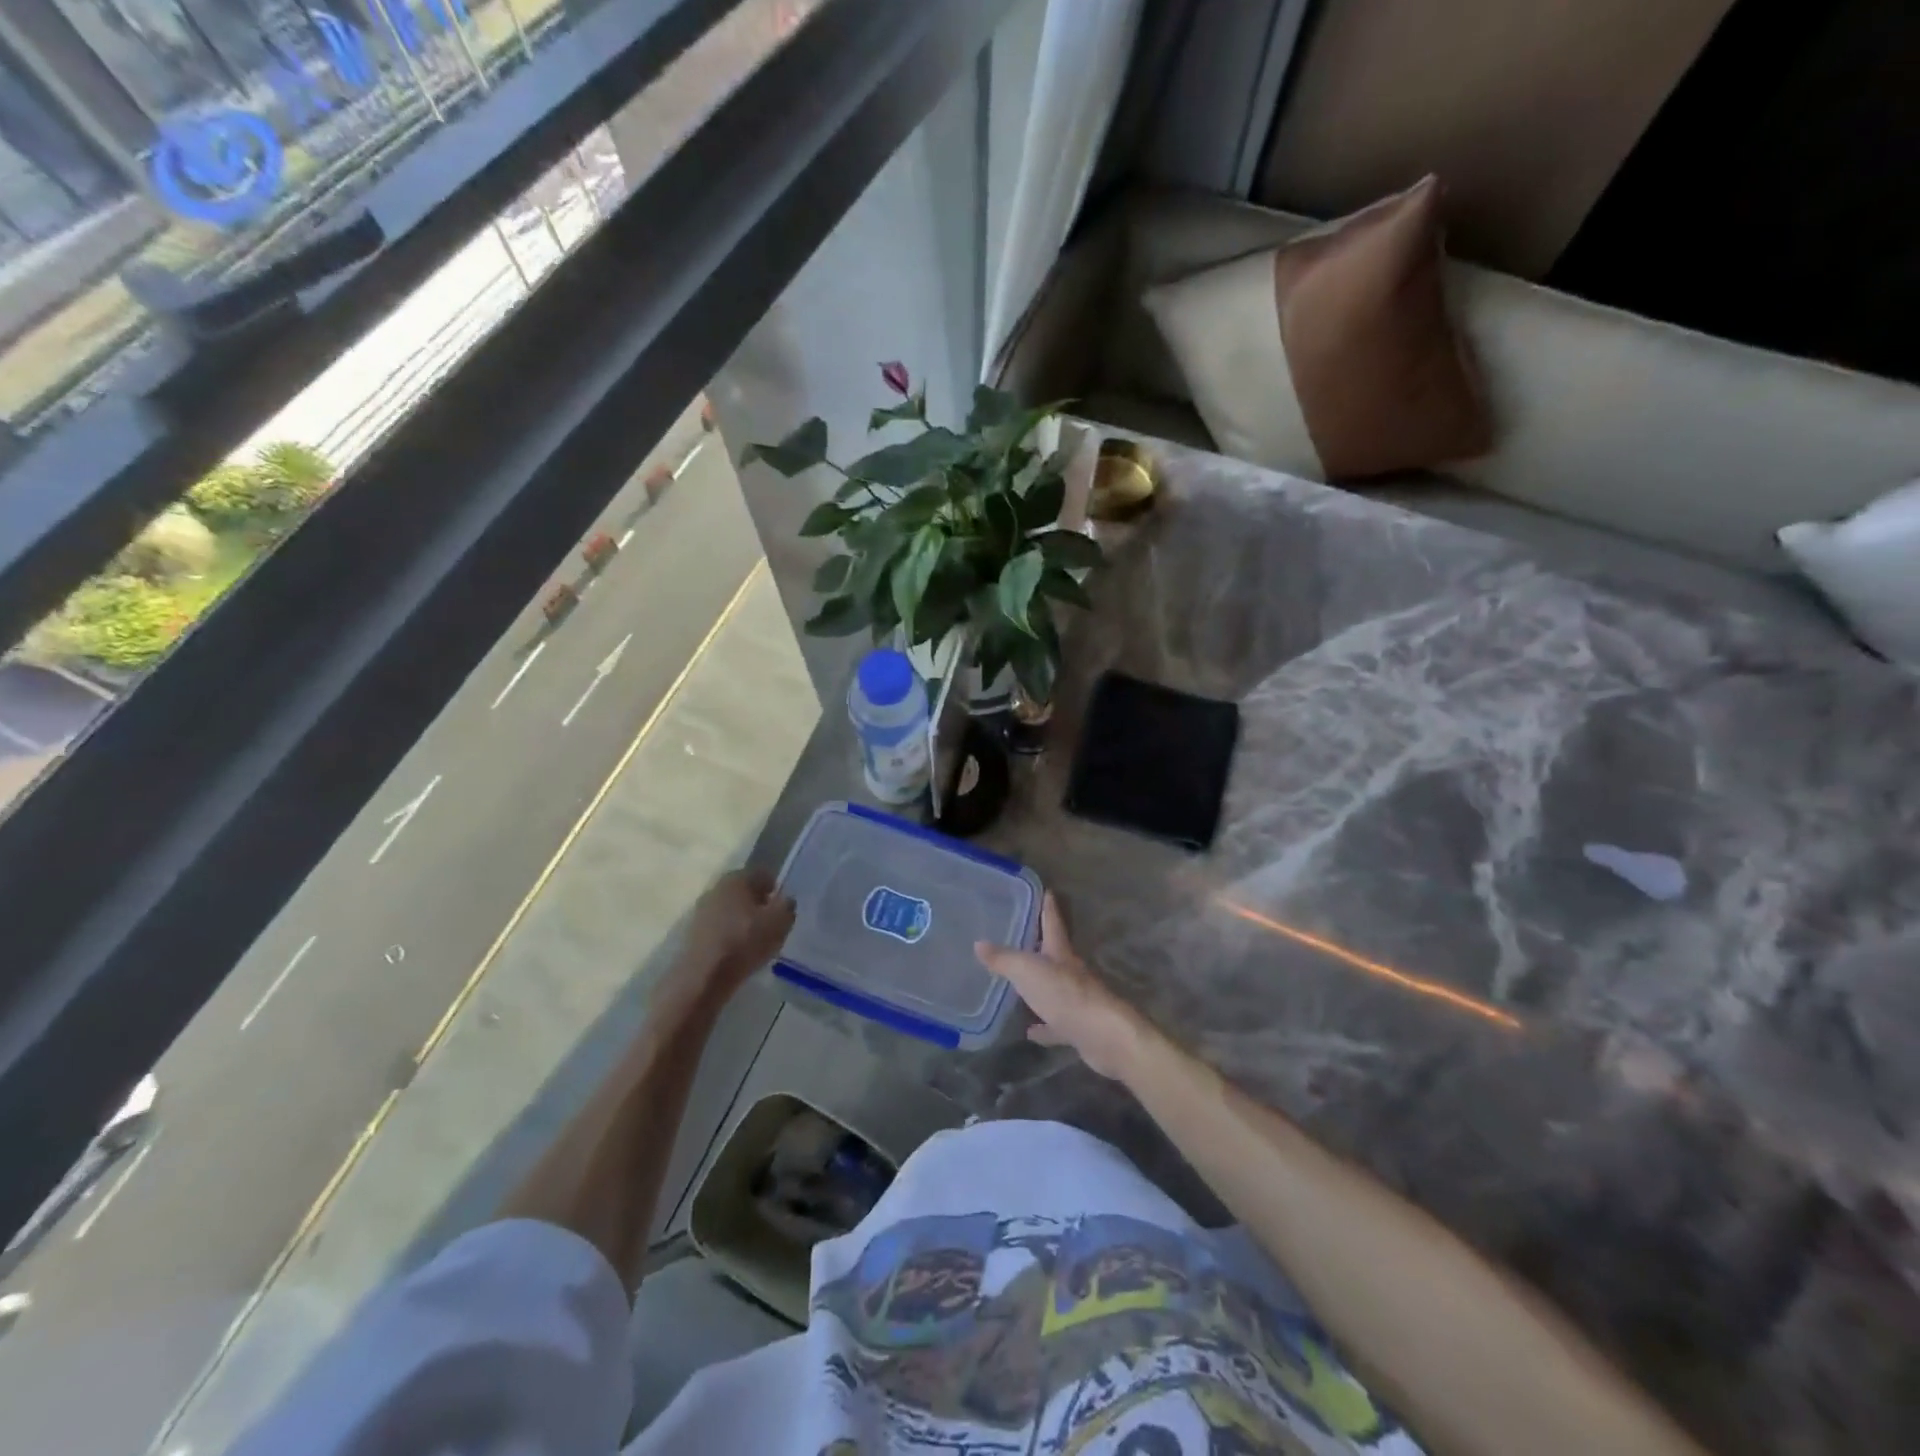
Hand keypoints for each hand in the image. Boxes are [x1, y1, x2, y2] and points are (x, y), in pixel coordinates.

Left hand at [664, 868, 795, 1013]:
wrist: (702, 977)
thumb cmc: (744, 942)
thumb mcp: (780, 923)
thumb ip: (787, 906)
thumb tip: (785, 901)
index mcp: (736, 878)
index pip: (762, 874)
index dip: (775, 888)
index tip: (782, 906)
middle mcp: (715, 888)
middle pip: (743, 891)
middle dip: (758, 903)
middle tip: (771, 922)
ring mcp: (701, 911)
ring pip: (730, 909)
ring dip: (743, 919)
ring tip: (756, 939)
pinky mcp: (693, 934)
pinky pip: (719, 927)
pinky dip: (730, 934)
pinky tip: (738, 951)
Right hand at [975, 893, 1150, 1079]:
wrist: (1103, 1035)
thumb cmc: (1064, 994)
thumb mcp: (1027, 971)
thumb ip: (1003, 959)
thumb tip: (979, 943)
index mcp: (1060, 953)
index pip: (1053, 923)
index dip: (1048, 907)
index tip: (1047, 892)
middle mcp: (1071, 972)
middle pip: (1055, 954)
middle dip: (1041, 946)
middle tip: (1023, 939)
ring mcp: (1077, 1000)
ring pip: (1055, 989)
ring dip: (1040, 988)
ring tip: (1020, 987)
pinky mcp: (1079, 1027)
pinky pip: (1056, 1024)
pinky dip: (1044, 1026)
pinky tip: (1030, 1031)